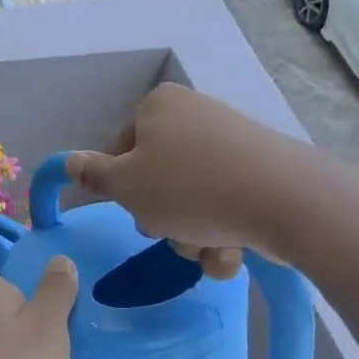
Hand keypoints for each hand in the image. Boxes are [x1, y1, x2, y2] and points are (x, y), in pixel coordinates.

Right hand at [66, 84, 316, 270]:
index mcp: (159, 106)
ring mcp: (234, 143)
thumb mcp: (125, 186)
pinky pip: (228, 205)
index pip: (121, 148)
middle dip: (162, 216)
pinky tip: (232, 251)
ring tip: (207, 248)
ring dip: (191, 235)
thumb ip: (93, 176)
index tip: (132, 208)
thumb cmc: (189, 188)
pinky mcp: (265, 172)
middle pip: (158, 176)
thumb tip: (70, 161)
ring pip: (193, 199)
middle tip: (168, 231)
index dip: (121, 186)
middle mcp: (196, 115)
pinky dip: (224, 232)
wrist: (288, 201)